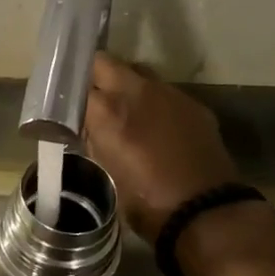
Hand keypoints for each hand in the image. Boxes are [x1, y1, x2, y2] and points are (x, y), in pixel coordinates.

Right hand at [83, 52, 239, 240]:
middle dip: (96, 76)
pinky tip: (160, 127)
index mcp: (107, 111)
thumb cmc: (147, 204)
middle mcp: (135, 91)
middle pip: (104, 62)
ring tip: (129, 111)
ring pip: (138, 72)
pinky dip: (157, 103)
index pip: (75, 84)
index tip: (67, 106)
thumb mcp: (107, 173)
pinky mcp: (193, 104)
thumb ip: (95, 140)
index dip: (70, 95)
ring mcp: (168, 93)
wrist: (207, 213)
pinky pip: (166, 92)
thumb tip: (90, 127)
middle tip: (94, 99)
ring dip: (129, 85)